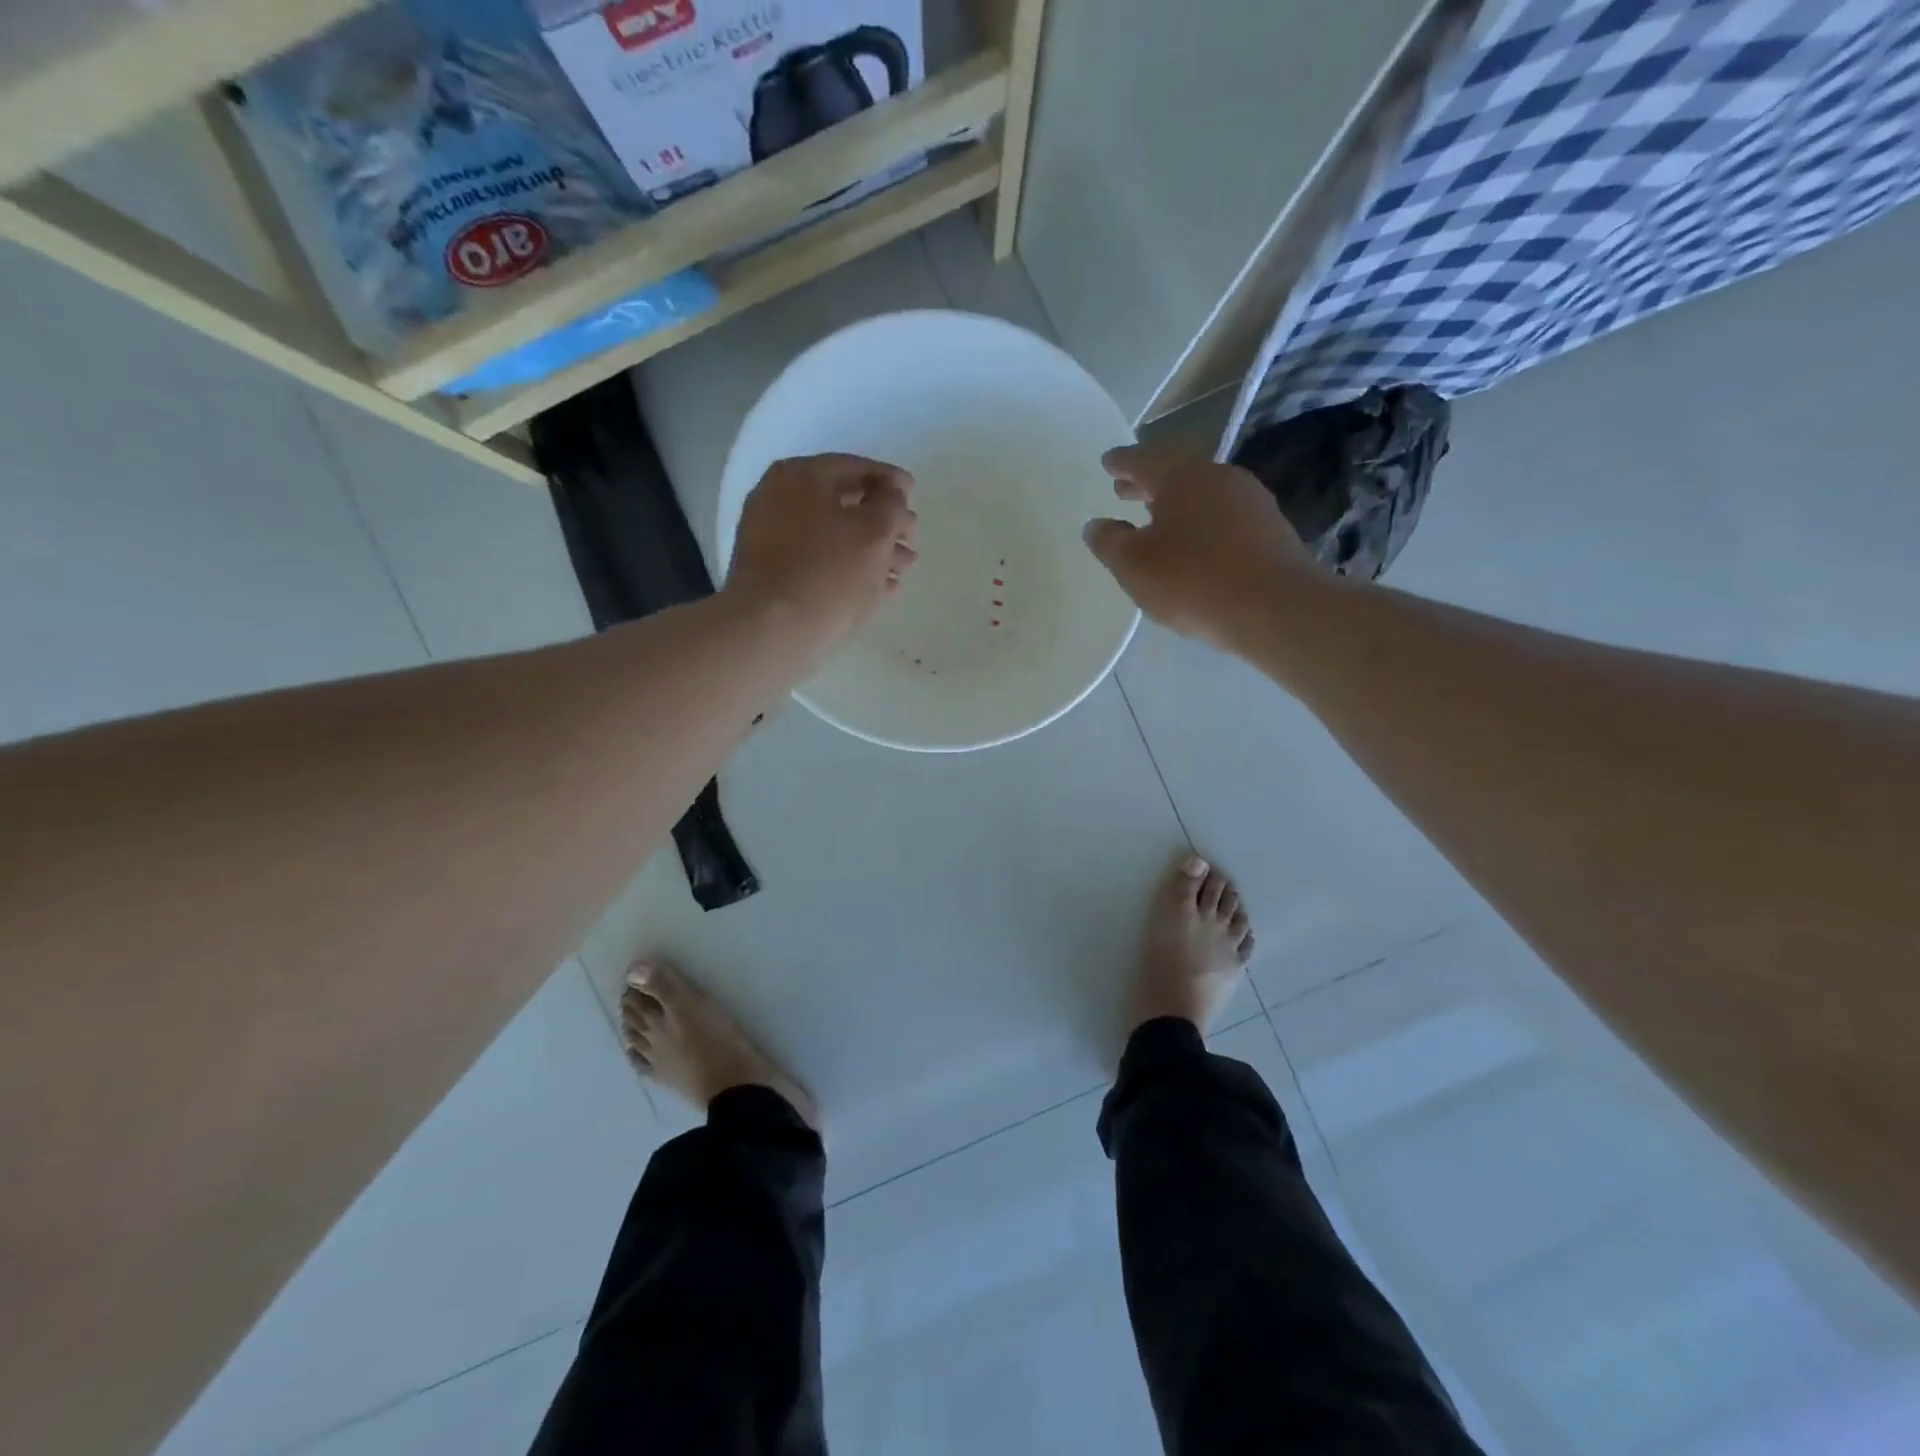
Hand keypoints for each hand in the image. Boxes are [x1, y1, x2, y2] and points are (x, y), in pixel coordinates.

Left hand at [726, 453, 918, 653]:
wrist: (772, 632)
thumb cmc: (828, 572)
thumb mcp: (875, 531)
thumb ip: (892, 504)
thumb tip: (891, 495)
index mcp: (800, 477)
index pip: (855, 467)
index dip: (891, 481)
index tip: (916, 495)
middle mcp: (779, 500)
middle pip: (844, 504)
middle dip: (884, 522)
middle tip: (912, 539)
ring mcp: (771, 541)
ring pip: (834, 538)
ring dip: (873, 550)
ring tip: (904, 568)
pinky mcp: (773, 577)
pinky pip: (820, 564)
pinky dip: (850, 571)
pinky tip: (880, 588)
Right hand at [1083, 441, 1321, 652]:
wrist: (1275, 608)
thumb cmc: (1193, 580)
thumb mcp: (1134, 566)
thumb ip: (1109, 543)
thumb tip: (1097, 526)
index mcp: (1181, 477)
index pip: (1142, 459)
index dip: (1121, 462)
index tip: (1108, 463)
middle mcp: (1218, 477)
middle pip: (1176, 473)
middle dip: (1147, 483)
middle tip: (1124, 491)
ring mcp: (1250, 501)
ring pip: (1202, 495)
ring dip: (1176, 504)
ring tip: (1157, 520)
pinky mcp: (1270, 529)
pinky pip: (1224, 517)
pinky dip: (1201, 523)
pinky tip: (1195, 546)